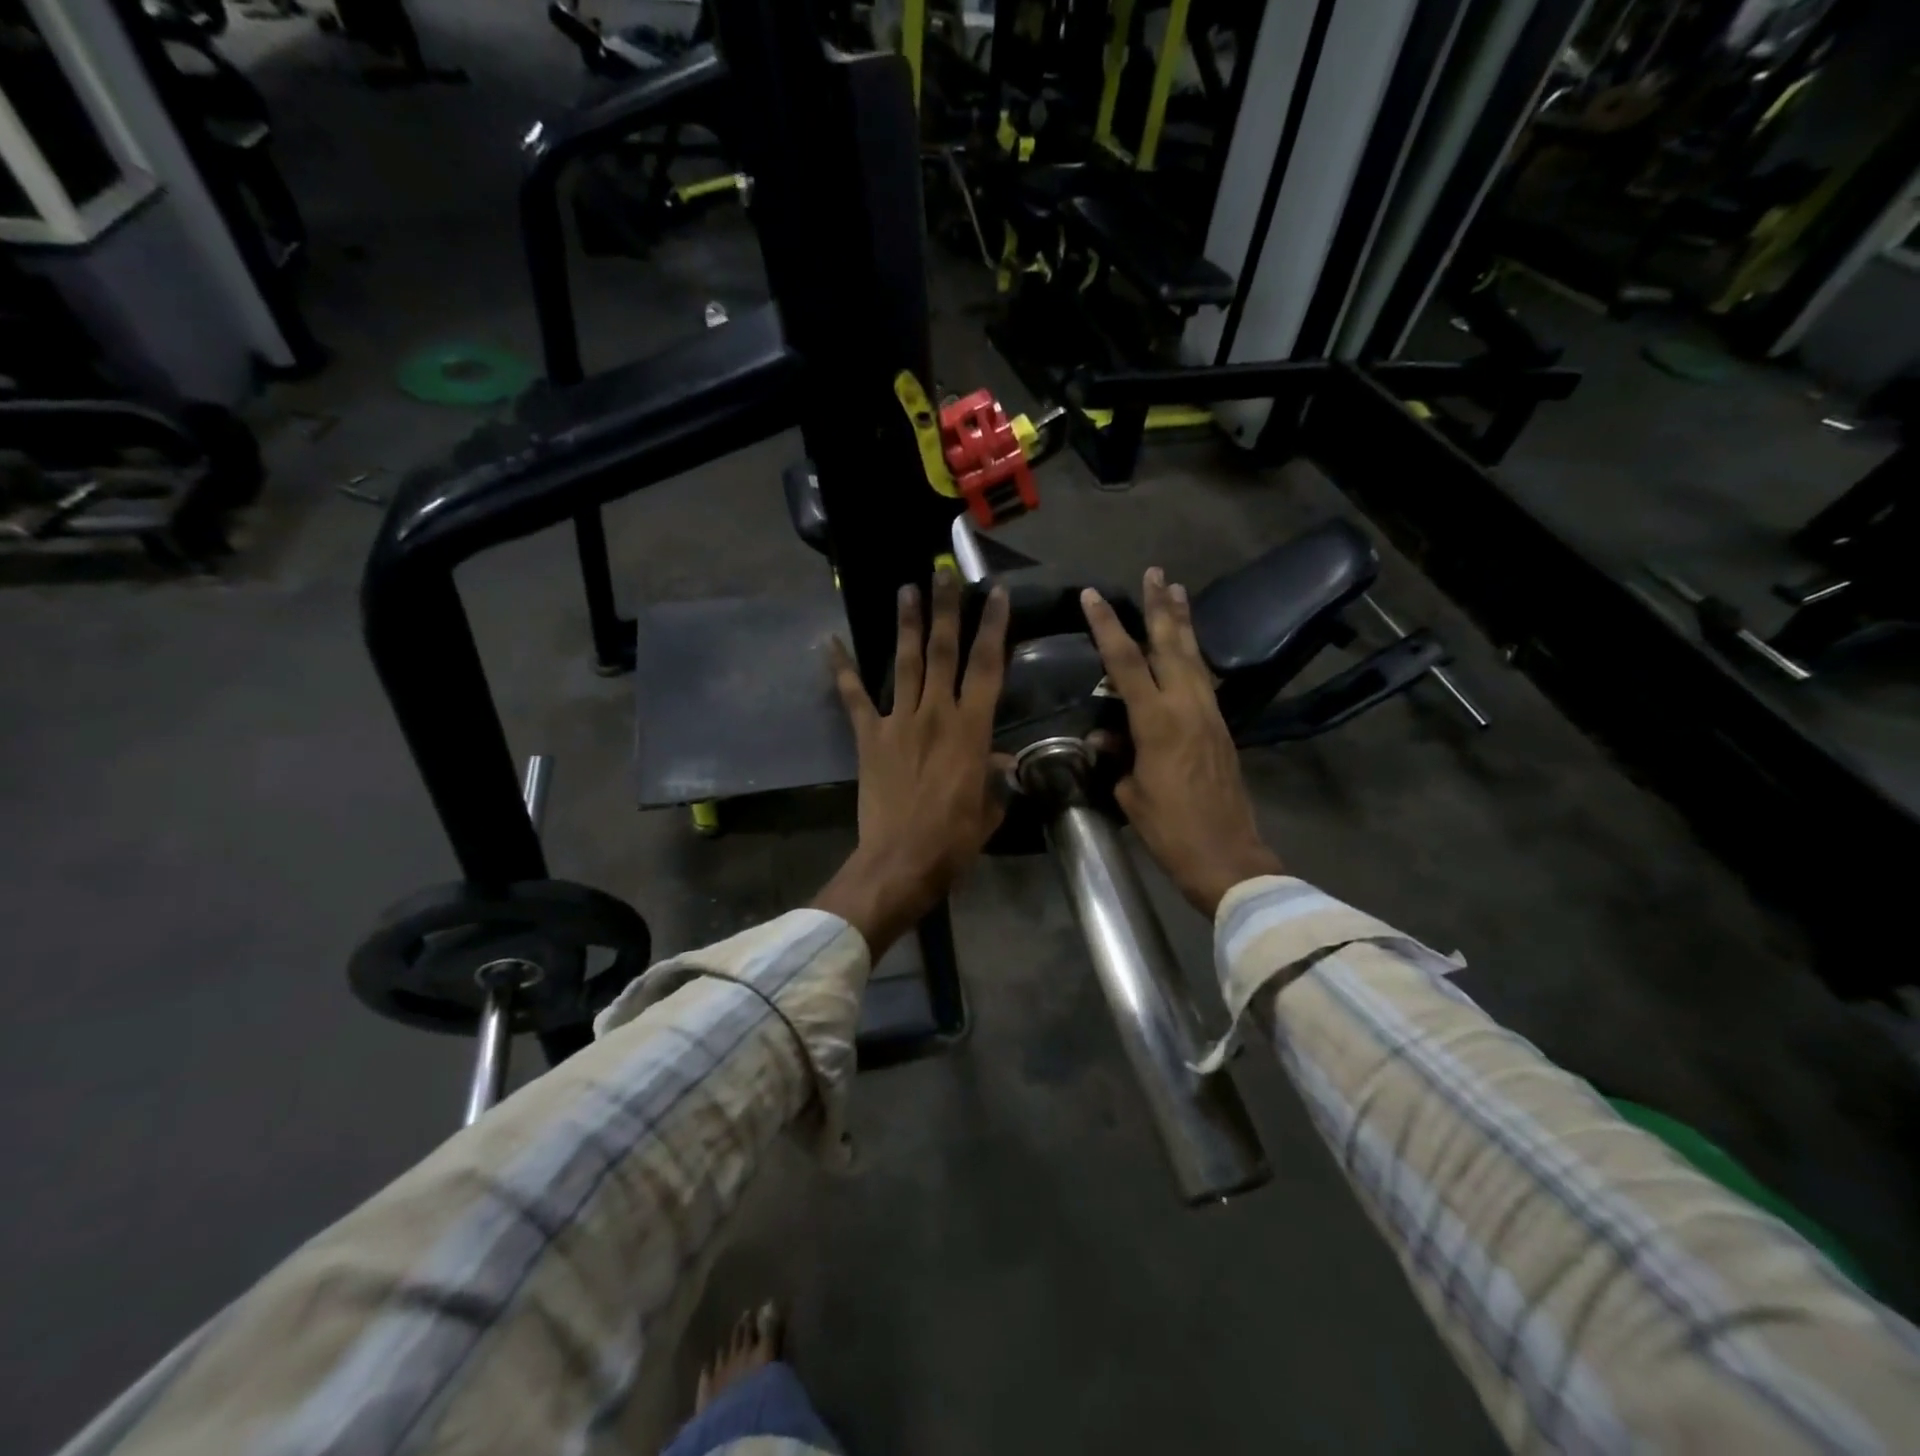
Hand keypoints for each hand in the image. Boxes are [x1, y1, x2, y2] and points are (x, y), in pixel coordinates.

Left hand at [814, 569, 1011, 957]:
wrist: (900, 860)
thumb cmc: (953, 840)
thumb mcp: (988, 810)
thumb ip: (996, 780)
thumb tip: (1002, 765)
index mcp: (972, 729)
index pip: (987, 666)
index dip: (994, 627)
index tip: (997, 594)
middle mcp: (936, 713)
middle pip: (943, 651)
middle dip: (947, 609)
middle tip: (945, 572)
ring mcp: (898, 721)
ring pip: (904, 662)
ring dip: (907, 624)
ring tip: (907, 589)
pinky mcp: (868, 737)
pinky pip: (854, 697)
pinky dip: (841, 669)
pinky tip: (829, 642)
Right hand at [1082, 569, 1283, 916]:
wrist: (1226, 855)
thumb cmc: (1169, 829)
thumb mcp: (1129, 794)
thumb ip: (1115, 757)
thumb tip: (1103, 736)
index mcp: (1156, 720)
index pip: (1125, 661)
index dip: (1106, 626)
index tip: (1093, 596)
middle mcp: (1187, 706)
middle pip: (1171, 644)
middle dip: (1160, 606)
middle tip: (1156, 572)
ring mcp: (1209, 714)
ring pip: (1194, 657)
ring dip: (1184, 623)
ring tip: (1178, 590)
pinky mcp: (1221, 727)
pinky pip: (1204, 679)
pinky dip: (1193, 655)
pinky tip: (1189, 648)